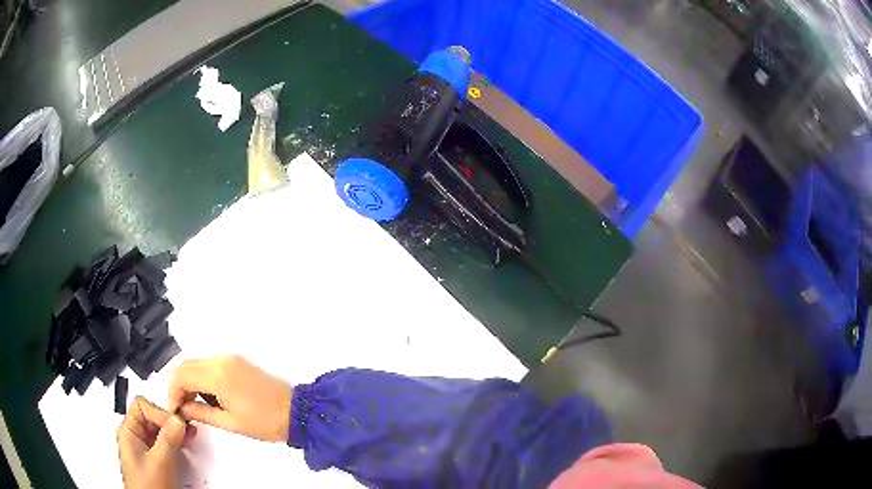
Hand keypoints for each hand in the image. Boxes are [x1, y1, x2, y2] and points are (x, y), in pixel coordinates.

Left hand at [117, 397, 192, 488]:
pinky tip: (185, 446)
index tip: (177, 423)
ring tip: (188, 436)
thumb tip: (178, 419)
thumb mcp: (160, 461)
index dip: (160, 412)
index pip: (142, 406)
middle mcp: (134, 436)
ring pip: (160, 429)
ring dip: (175, 431)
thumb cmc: (147, 487)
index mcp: (128, 431)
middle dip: (170, 421)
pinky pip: (165, 442)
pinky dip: (176, 442)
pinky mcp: (154, 458)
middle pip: (152, 416)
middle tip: (185, 428)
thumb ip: (169, 438)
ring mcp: (144, 448)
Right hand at [168, 355, 292, 441]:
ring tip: (196, 406)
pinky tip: (209, 397)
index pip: (180, 375)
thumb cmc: (265, 422)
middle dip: (179, 386)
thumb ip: (201, 413)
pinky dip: (202, 378)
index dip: (172, 393)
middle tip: (183, 409)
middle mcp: (221, 360)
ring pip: (197, 364)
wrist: (297, 412)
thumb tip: (182, 410)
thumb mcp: (230, 423)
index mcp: (218, 375)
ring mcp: (231, 359)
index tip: (176, 411)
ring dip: (190, 381)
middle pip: (186, 366)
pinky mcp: (238, 361)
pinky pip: (210, 365)